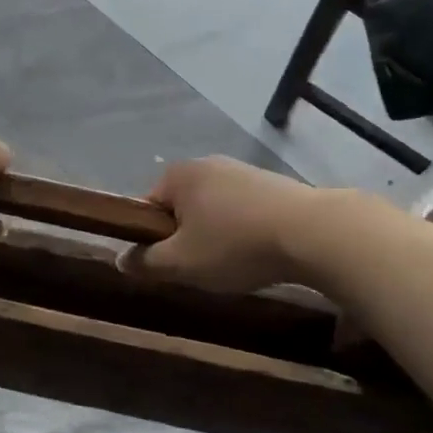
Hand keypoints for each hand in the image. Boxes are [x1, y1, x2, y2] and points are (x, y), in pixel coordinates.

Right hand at [123, 157, 319, 293]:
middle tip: (200, 269)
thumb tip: (120, 259)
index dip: (151, 240)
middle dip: (186, 238)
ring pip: (213, 210)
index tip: (169, 266)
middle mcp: (206, 163)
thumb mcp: (181, 263)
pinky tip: (259, 252)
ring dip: (216, 236)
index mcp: (178, 174)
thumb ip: (146, 262)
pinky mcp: (270, 183)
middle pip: (181, 208)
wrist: (311, 232)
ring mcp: (241, 170)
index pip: (147, 208)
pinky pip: (242, 210)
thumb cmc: (235, 244)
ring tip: (234, 265)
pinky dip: (243, 231)